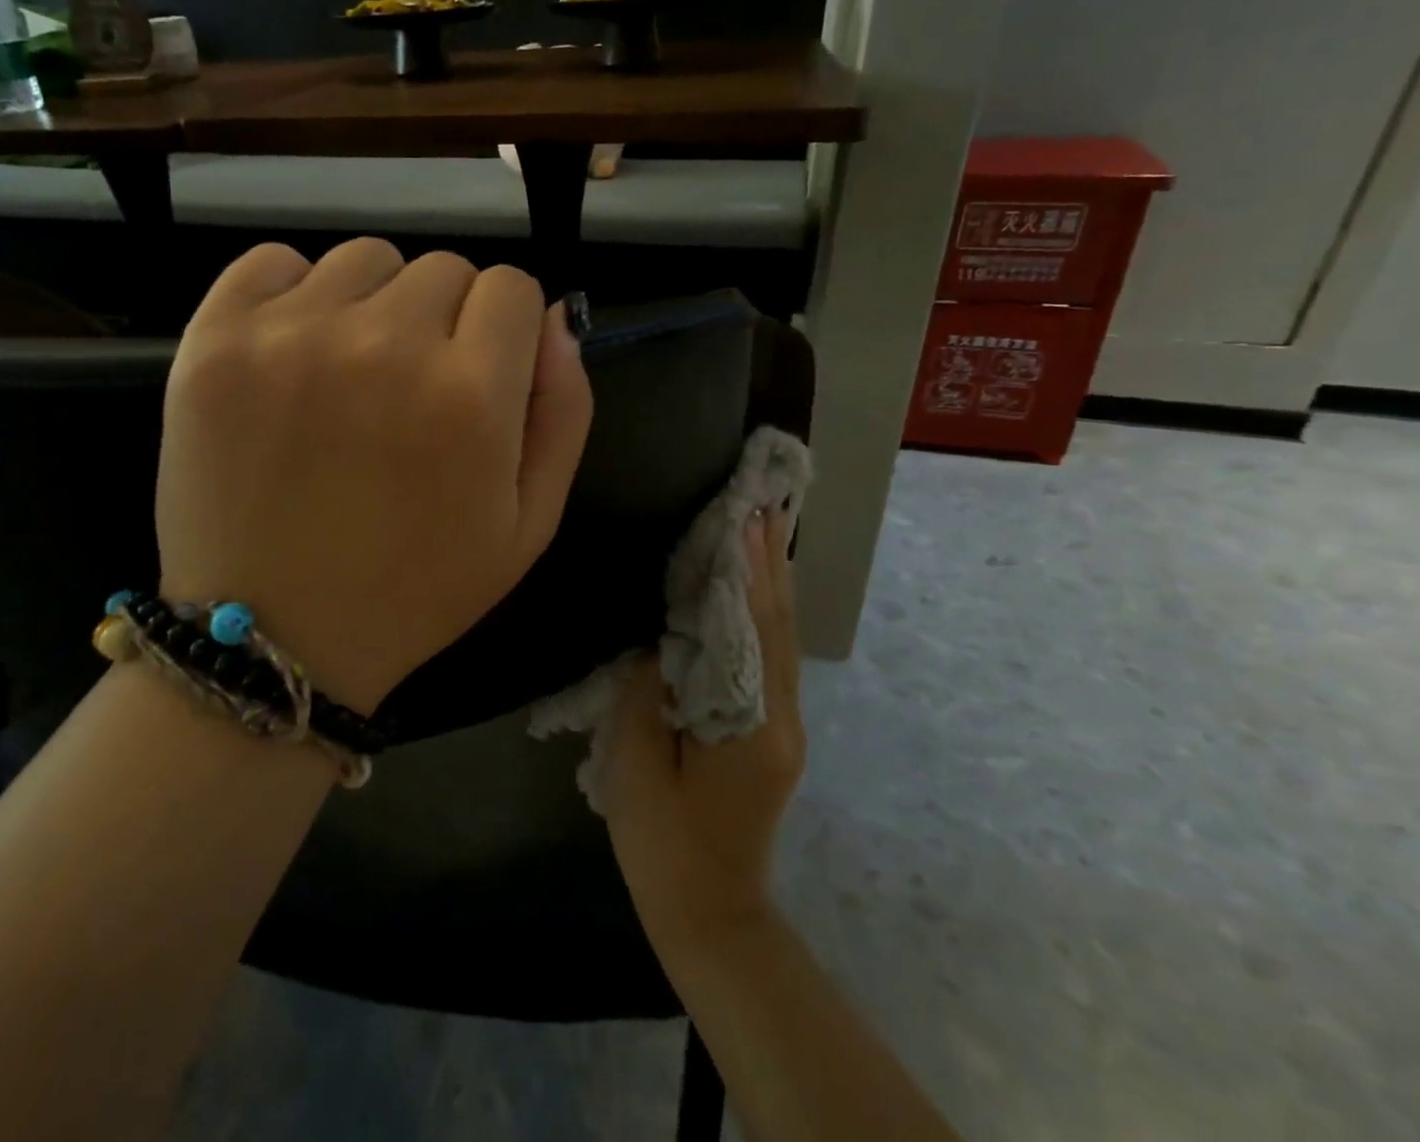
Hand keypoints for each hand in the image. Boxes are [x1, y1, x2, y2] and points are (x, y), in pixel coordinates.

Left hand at [154, 239, 592, 712]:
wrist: (272, 638)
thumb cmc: (415, 590)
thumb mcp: (528, 525)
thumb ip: (563, 412)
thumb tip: (556, 318)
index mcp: (468, 395)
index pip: (512, 288)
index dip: (504, 331)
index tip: (479, 375)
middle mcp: (382, 345)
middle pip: (443, 269)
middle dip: (446, 321)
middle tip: (411, 393)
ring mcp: (289, 335)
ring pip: (366, 260)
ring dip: (375, 305)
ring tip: (351, 377)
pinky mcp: (214, 338)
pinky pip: (274, 262)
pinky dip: (294, 294)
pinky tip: (292, 355)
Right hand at [601, 505, 804, 951]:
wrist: (709, 916)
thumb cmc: (664, 844)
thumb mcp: (636, 765)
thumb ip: (645, 692)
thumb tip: (659, 640)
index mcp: (751, 725)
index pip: (753, 629)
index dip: (749, 570)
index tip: (745, 516)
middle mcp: (782, 719)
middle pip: (778, 627)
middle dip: (769, 563)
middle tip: (762, 505)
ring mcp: (783, 729)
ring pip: (780, 642)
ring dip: (770, 585)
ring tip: (762, 533)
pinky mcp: (772, 736)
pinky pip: (769, 661)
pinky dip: (764, 617)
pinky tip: (751, 596)